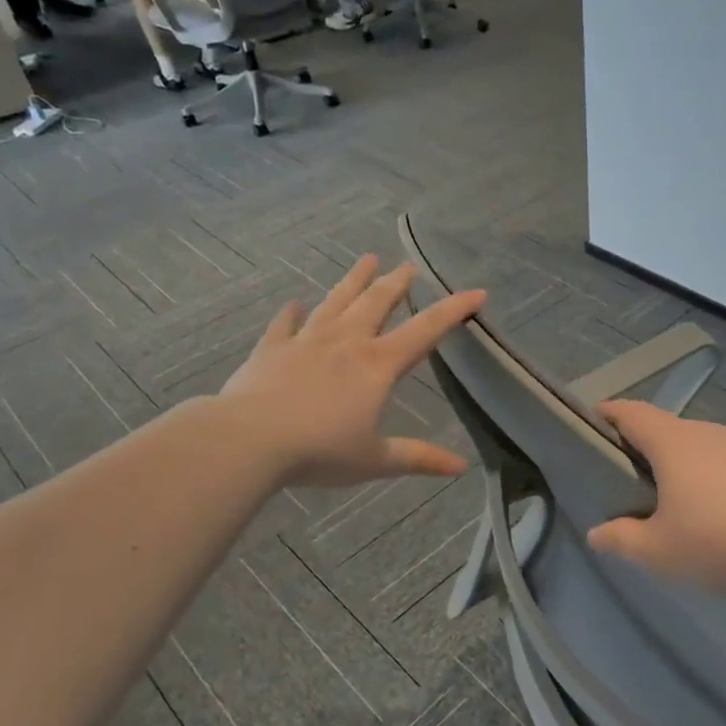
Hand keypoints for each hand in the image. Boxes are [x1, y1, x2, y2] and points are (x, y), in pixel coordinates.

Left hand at [219, 254, 483, 487]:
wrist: (248, 440)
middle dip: (397, 283)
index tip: (477, 292)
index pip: (425, 330)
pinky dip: (292, 313)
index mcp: (377, 365)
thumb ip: (418, 458)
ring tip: (367, 259)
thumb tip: (461, 466)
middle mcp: (346, 343)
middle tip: (409, 266)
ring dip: (353, 281)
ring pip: (336, 302)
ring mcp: (306, 341)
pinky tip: (294, 304)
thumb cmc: (319, 450)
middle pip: (377, 303)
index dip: (454, 310)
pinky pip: (285, 325)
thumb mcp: (375, 459)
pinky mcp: (272, 349)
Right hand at [586, 401, 725, 591]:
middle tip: (623, 471)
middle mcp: (703, 432)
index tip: (592, 418)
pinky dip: (704, 474)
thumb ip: (622, 539)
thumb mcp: (660, 550)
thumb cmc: (721, 538)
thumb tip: (596, 532)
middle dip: (640, 442)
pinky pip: (720, 460)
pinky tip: (711, 507)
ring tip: (666, 494)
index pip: (631, 413)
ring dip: (675, 460)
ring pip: (694, 444)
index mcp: (671, 443)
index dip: (608, 412)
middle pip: (662, 427)